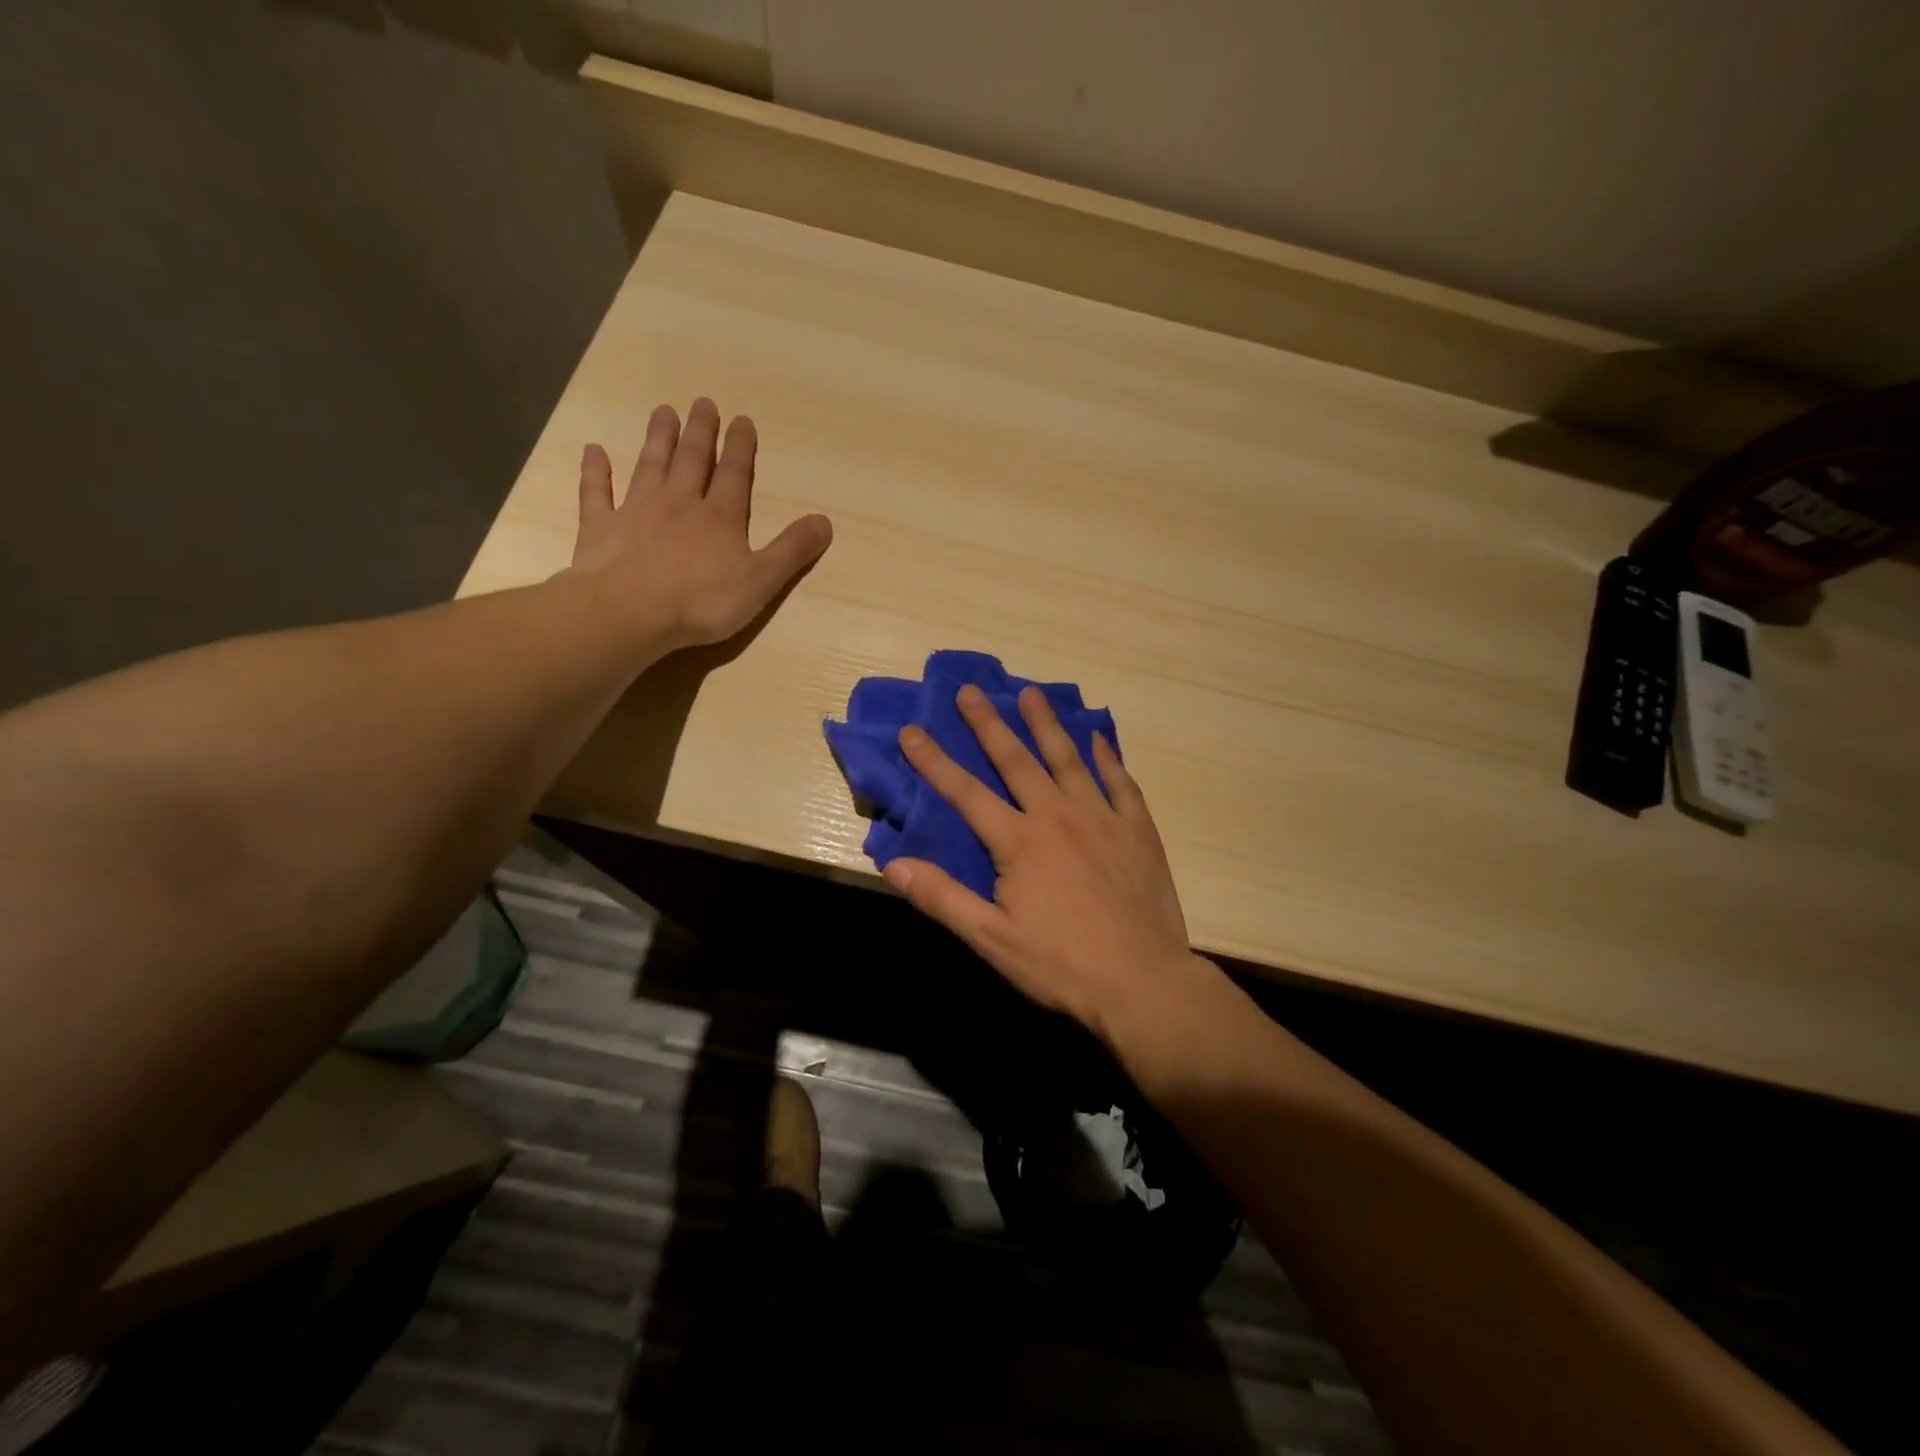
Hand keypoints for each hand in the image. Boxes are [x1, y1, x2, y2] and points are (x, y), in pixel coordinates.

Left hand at [570, 399, 832, 650]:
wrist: (629, 613)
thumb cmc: (701, 602)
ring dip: (658, 439)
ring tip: (664, 412)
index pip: (734, 474)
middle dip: (701, 432)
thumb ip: (791, 551)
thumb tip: (826, 521)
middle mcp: (679, 503)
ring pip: (650, 466)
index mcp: (720, 517)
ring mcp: (636, 512)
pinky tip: (593, 450)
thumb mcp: (761, 581)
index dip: (740, 448)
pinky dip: (595, 471)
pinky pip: (597, 493)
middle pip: (692, 460)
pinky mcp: (601, 528)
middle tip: (703, 403)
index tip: (742, 419)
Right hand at [883, 683, 1200, 1035]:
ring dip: (1046, 724)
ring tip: (1030, 693)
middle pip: (1017, 760)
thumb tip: (893, 864)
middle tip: (970, 690)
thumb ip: (943, 898)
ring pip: (1068, 759)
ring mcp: (1102, 818)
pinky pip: (1120, 782)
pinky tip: (1098, 738)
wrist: (1143, 981)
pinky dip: (1107, 756)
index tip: (911, 730)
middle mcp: (1058, 816)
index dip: (934, 761)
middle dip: (988, 724)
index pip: (965, 792)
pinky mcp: (1138, 829)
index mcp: (1019, 842)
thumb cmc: (1062, 964)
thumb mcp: (993, 939)